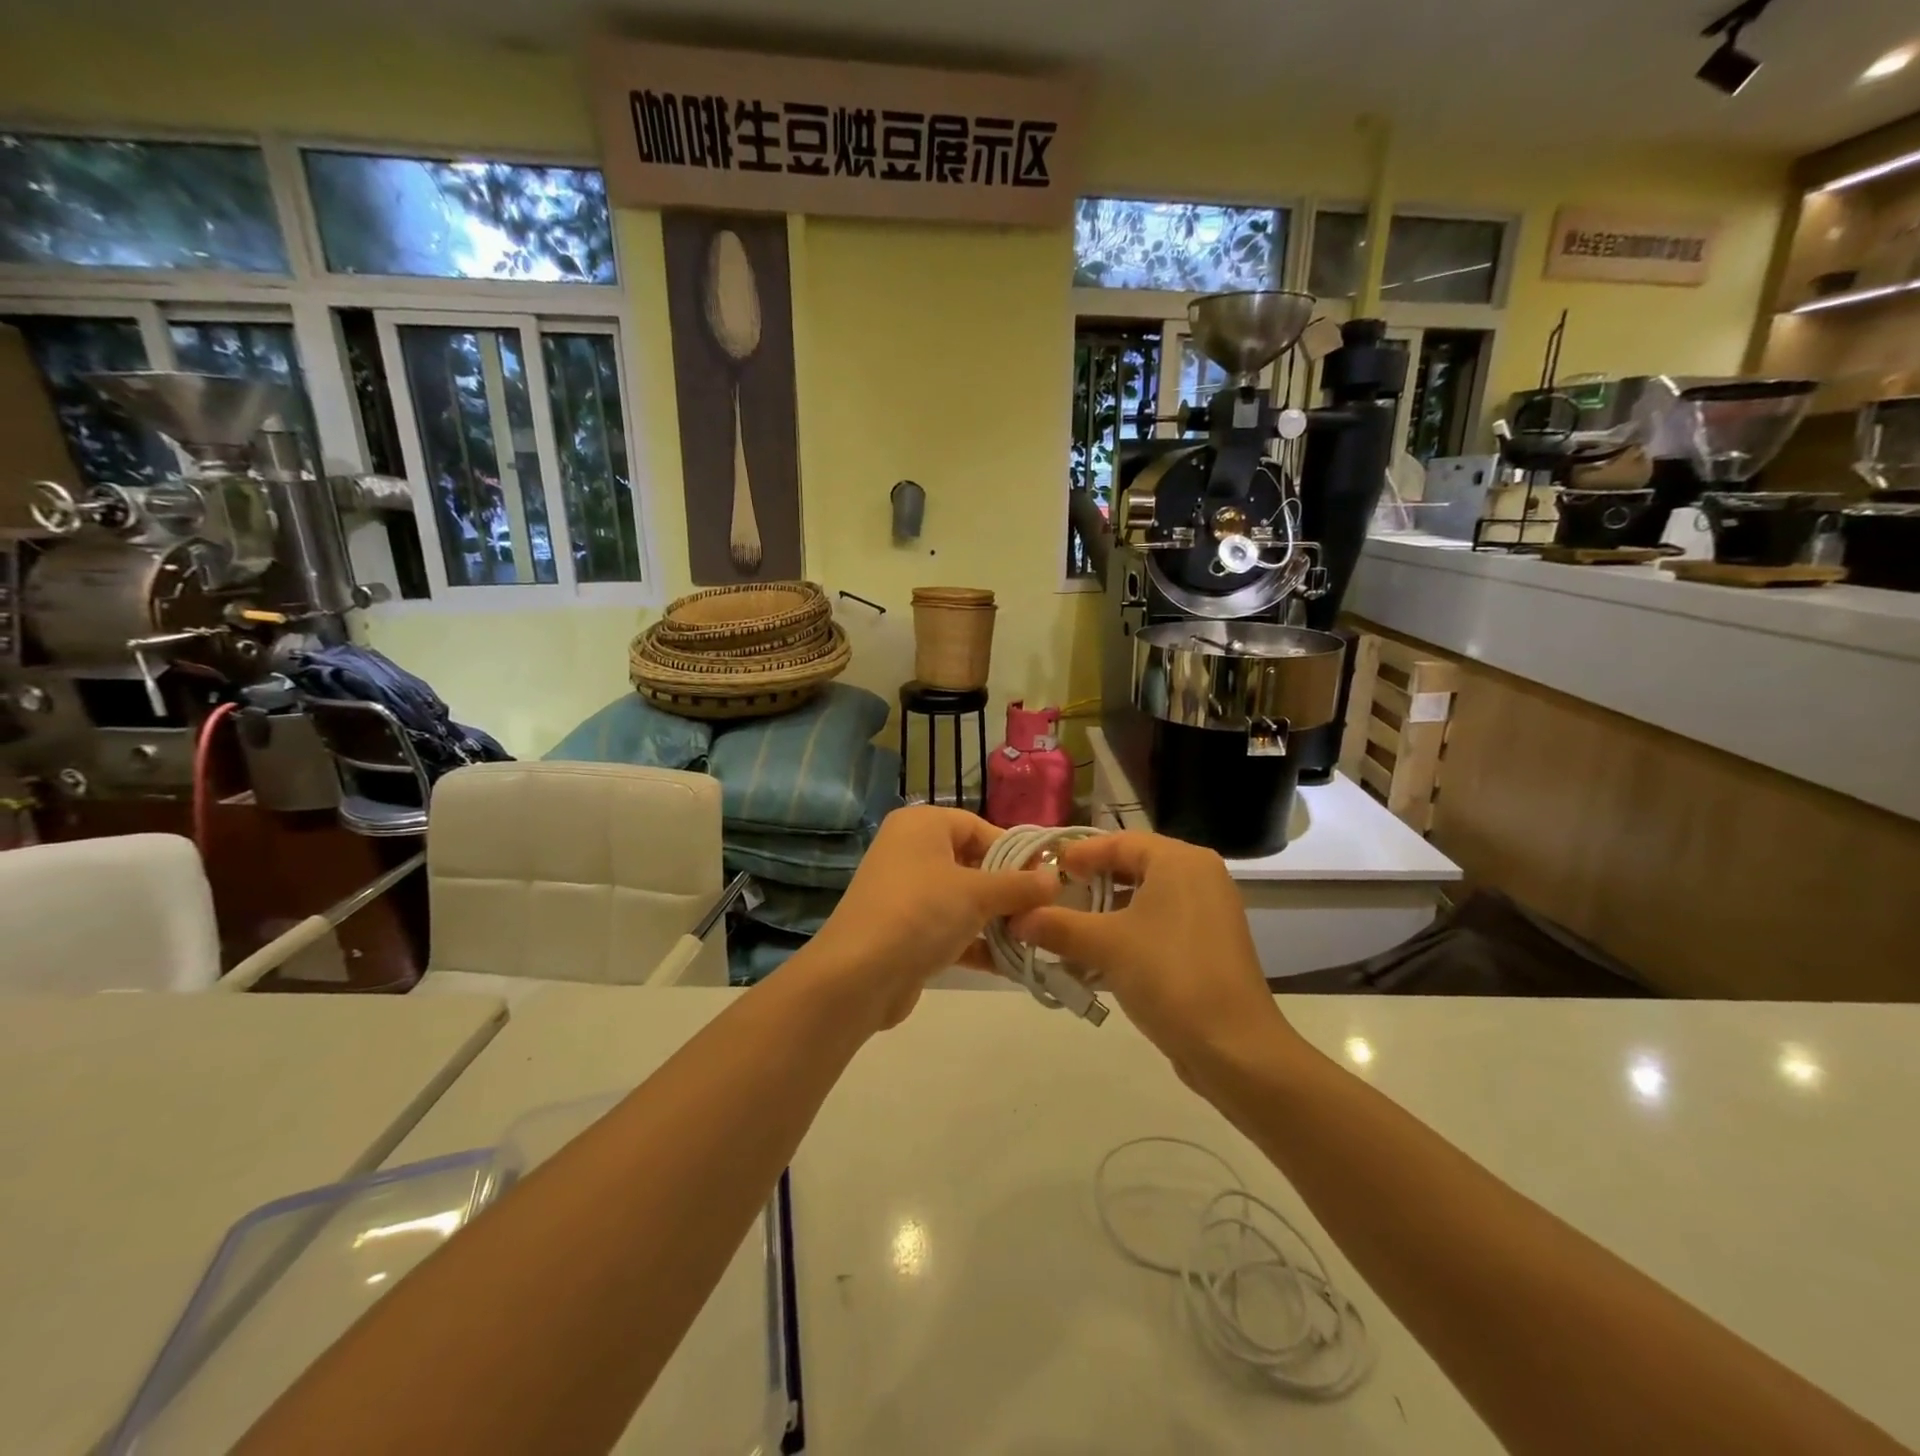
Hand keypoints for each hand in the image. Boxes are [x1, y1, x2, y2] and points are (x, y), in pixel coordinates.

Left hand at [805, 806, 1058, 1029]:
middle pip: (973, 864)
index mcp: (922, 825)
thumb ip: (1020, 886)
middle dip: (1009, 891)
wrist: (858, 976)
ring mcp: (906, 894)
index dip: (1015, 852)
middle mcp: (911, 851)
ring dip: (997, 921)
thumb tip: (1056, 879)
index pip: (980, 828)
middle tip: (1046, 912)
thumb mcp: (977, 894)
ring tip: (1036, 940)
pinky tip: (1011, 964)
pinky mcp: (906, 932)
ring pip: (963, 900)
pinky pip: (951, 929)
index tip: (1048, 879)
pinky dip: (977, 943)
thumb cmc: (921, 913)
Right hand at [1007, 832, 1295, 1074]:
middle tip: (1052, 896)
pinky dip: (1128, 933)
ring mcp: (1208, 912)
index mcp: (1179, 861)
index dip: (1079, 854)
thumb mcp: (1105, 946)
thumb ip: (1058, 926)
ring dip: (1105, 913)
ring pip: (1145, 899)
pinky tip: (1096, 959)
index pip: (1119, 841)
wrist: (1234, 1048)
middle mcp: (1199, 876)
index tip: (1045, 869)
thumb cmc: (1169, 976)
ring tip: (1067, 929)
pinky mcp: (1209, 945)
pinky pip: (1160, 924)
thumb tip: (1016, 918)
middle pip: (1133, 867)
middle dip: (1090, 884)